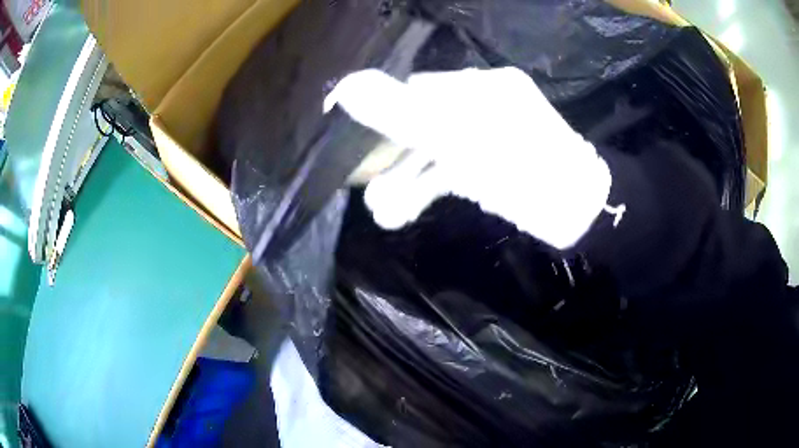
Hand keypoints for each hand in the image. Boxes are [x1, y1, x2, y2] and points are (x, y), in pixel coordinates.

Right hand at [326, 67, 611, 249]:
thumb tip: (346, 88)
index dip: (379, 112)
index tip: (349, 136)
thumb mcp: (460, 138)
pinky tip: (399, 210)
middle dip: (390, 158)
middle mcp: (481, 105)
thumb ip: (401, 113)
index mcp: (480, 87)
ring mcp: (485, 137)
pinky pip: (448, 170)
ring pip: (432, 152)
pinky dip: (424, 189)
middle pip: (420, 123)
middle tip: (364, 185)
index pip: (415, 91)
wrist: (579, 214)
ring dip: (404, 180)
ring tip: (382, 212)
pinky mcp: (488, 165)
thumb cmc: (526, 171)